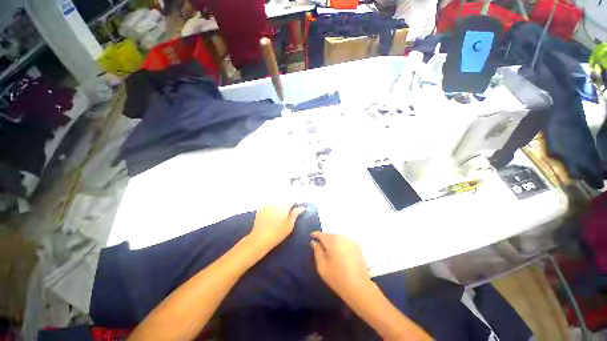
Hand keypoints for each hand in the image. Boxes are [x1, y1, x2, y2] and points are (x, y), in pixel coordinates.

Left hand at [249, 205, 304, 251]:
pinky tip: (273, 213)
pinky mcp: (261, 208)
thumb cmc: (278, 233)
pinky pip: (270, 203)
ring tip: (282, 212)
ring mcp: (267, 204)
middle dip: (288, 203)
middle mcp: (275, 202)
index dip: (296, 203)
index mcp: (283, 205)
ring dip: (281, 203)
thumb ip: (295, 214)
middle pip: (284, 198)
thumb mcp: (290, 225)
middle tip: (291, 210)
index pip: (292, 200)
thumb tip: (302, 207)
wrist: (260, 239)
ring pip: (277, 200)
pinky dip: (273, 206)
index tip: (298, 208)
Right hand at [310, 232, 370, 298]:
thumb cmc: (337, 277)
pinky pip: (345, 241)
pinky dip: (340, 244)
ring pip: (338, 238)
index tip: (311, 236)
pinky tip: (339, 252)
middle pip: (330, 235)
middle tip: (320, 245)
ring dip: (333, 241)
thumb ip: (317, 251)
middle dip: (325, 239)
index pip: (321, 234)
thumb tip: (314, 242)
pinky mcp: (357, 246)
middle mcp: (342, 237)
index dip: (315, 235)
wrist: (358, 287)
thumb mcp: (322, 266)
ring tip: (329, 249)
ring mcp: (351, 241)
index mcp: (332, 241)